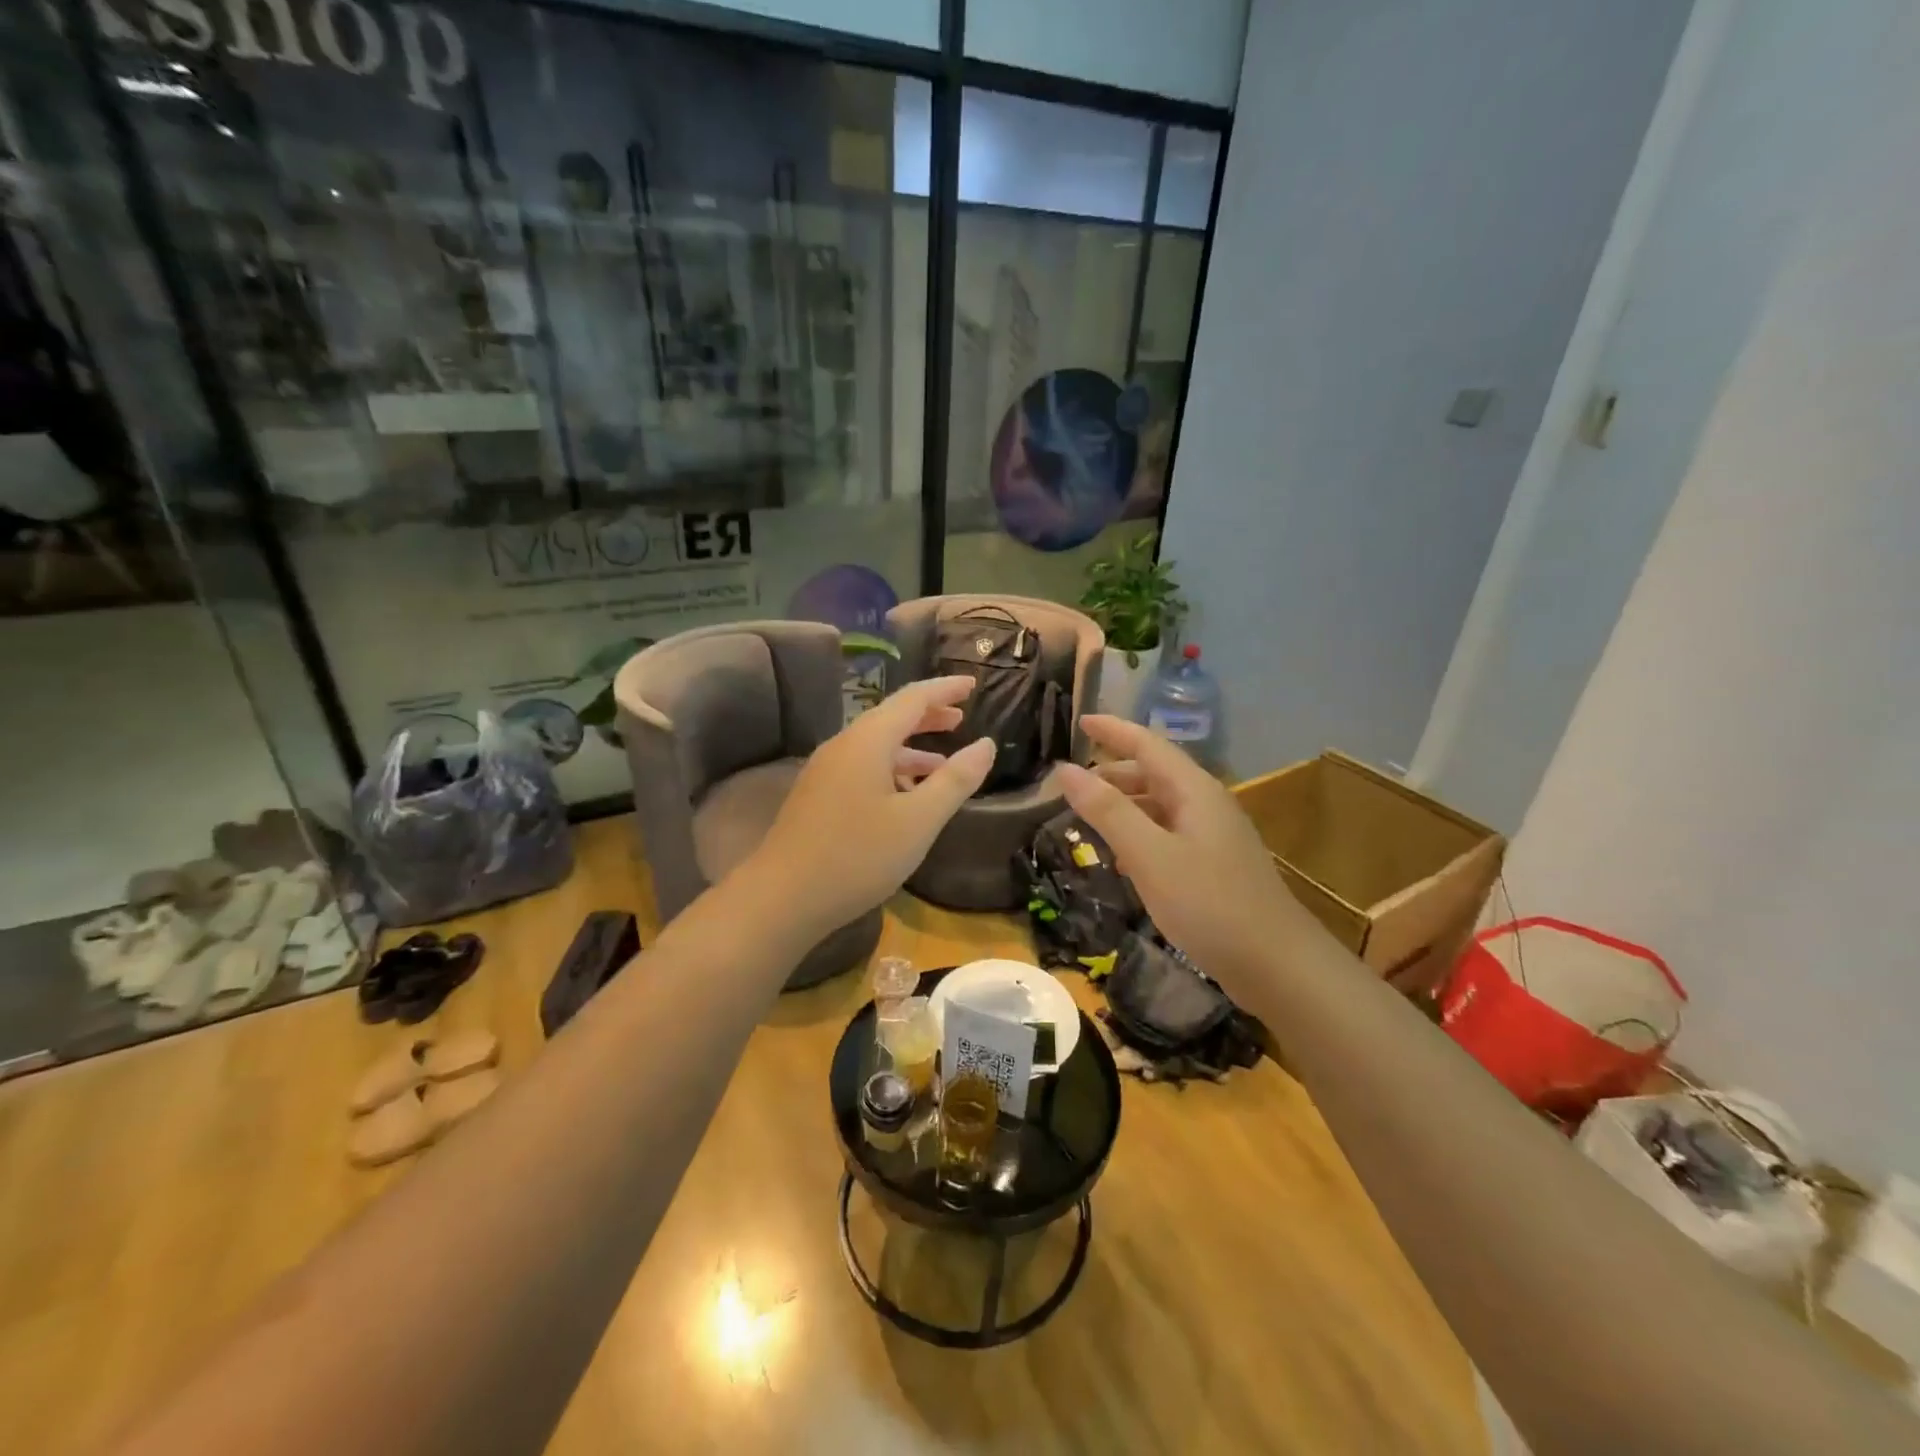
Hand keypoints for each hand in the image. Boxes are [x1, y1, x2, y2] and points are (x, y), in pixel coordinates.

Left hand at [747, 676, 994, 931]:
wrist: (783, 898)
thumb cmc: (858, 856)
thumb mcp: (919, 820)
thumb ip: (955, 780)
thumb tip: (985, 744)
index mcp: (868, 742)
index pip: (912, 699)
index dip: (944, 690)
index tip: (972, 685)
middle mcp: (843, 747)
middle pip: (890, 718)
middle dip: (928, 715)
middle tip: (961, 718)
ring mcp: (825, 772)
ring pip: (875, 746)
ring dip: (911, 747)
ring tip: (942, 762)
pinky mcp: (817, 797)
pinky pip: (861, 767)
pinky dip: (891, 769)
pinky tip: (904, 796)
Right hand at [1055, 716, 1305, 997]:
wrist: (1277, 965)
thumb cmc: (1210, 904)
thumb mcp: (1149, 855)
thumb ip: (1107, 811)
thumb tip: (1065, 769)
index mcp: (1194, 791)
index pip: (1148, 744)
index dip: (1114, 730)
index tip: (1080, 720)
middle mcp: (1206, 804)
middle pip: (1154, 774)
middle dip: (1113, 773)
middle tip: (1072, 784)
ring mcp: (1214, 836)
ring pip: (1160, 806)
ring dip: (1124, 806)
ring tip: (1089, 819)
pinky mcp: (1215, 866)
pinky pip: (1168, 834)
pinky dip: (1139, 835)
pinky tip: (1122, 859)